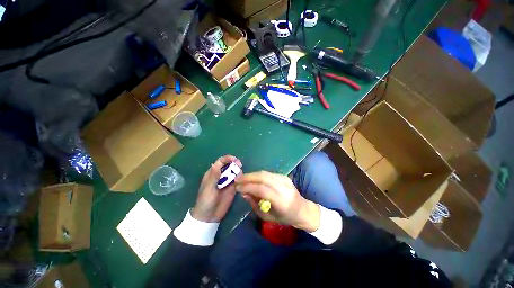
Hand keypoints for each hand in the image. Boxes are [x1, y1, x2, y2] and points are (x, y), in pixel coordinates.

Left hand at [191, 155, 241, 222]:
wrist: (209, 216)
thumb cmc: (205, 201)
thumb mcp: (208, 188)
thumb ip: (213, 176)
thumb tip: (216, 163)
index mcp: (213, 173)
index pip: (221, 161)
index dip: (228, 158)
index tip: (235, 160)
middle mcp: (221, 175)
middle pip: (229, 165)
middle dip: (235, 163)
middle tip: (240, 166)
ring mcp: (227, 181)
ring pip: (235, 172)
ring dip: (238, 171)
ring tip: (240, 176)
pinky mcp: (233, 188)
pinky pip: (238, 180)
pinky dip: (241, 179)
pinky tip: (242, 181)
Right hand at [235, 171, 319, 231]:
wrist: (302, 209)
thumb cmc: (285, 217)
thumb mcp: (267, 216)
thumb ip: (254, 204)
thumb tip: (244, 192)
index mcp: (281, 201)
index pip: (262, 189)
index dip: (248, 187)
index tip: (237, 187)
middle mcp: (283, 187)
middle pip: (263, 177)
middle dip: (248, 177)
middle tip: (237, 179)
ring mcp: (285, 179)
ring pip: (265, 173)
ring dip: (252, 174)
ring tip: (242, 178)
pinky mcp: (284, 176)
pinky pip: (268, 173)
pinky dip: (258, 175)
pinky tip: (252, 178)